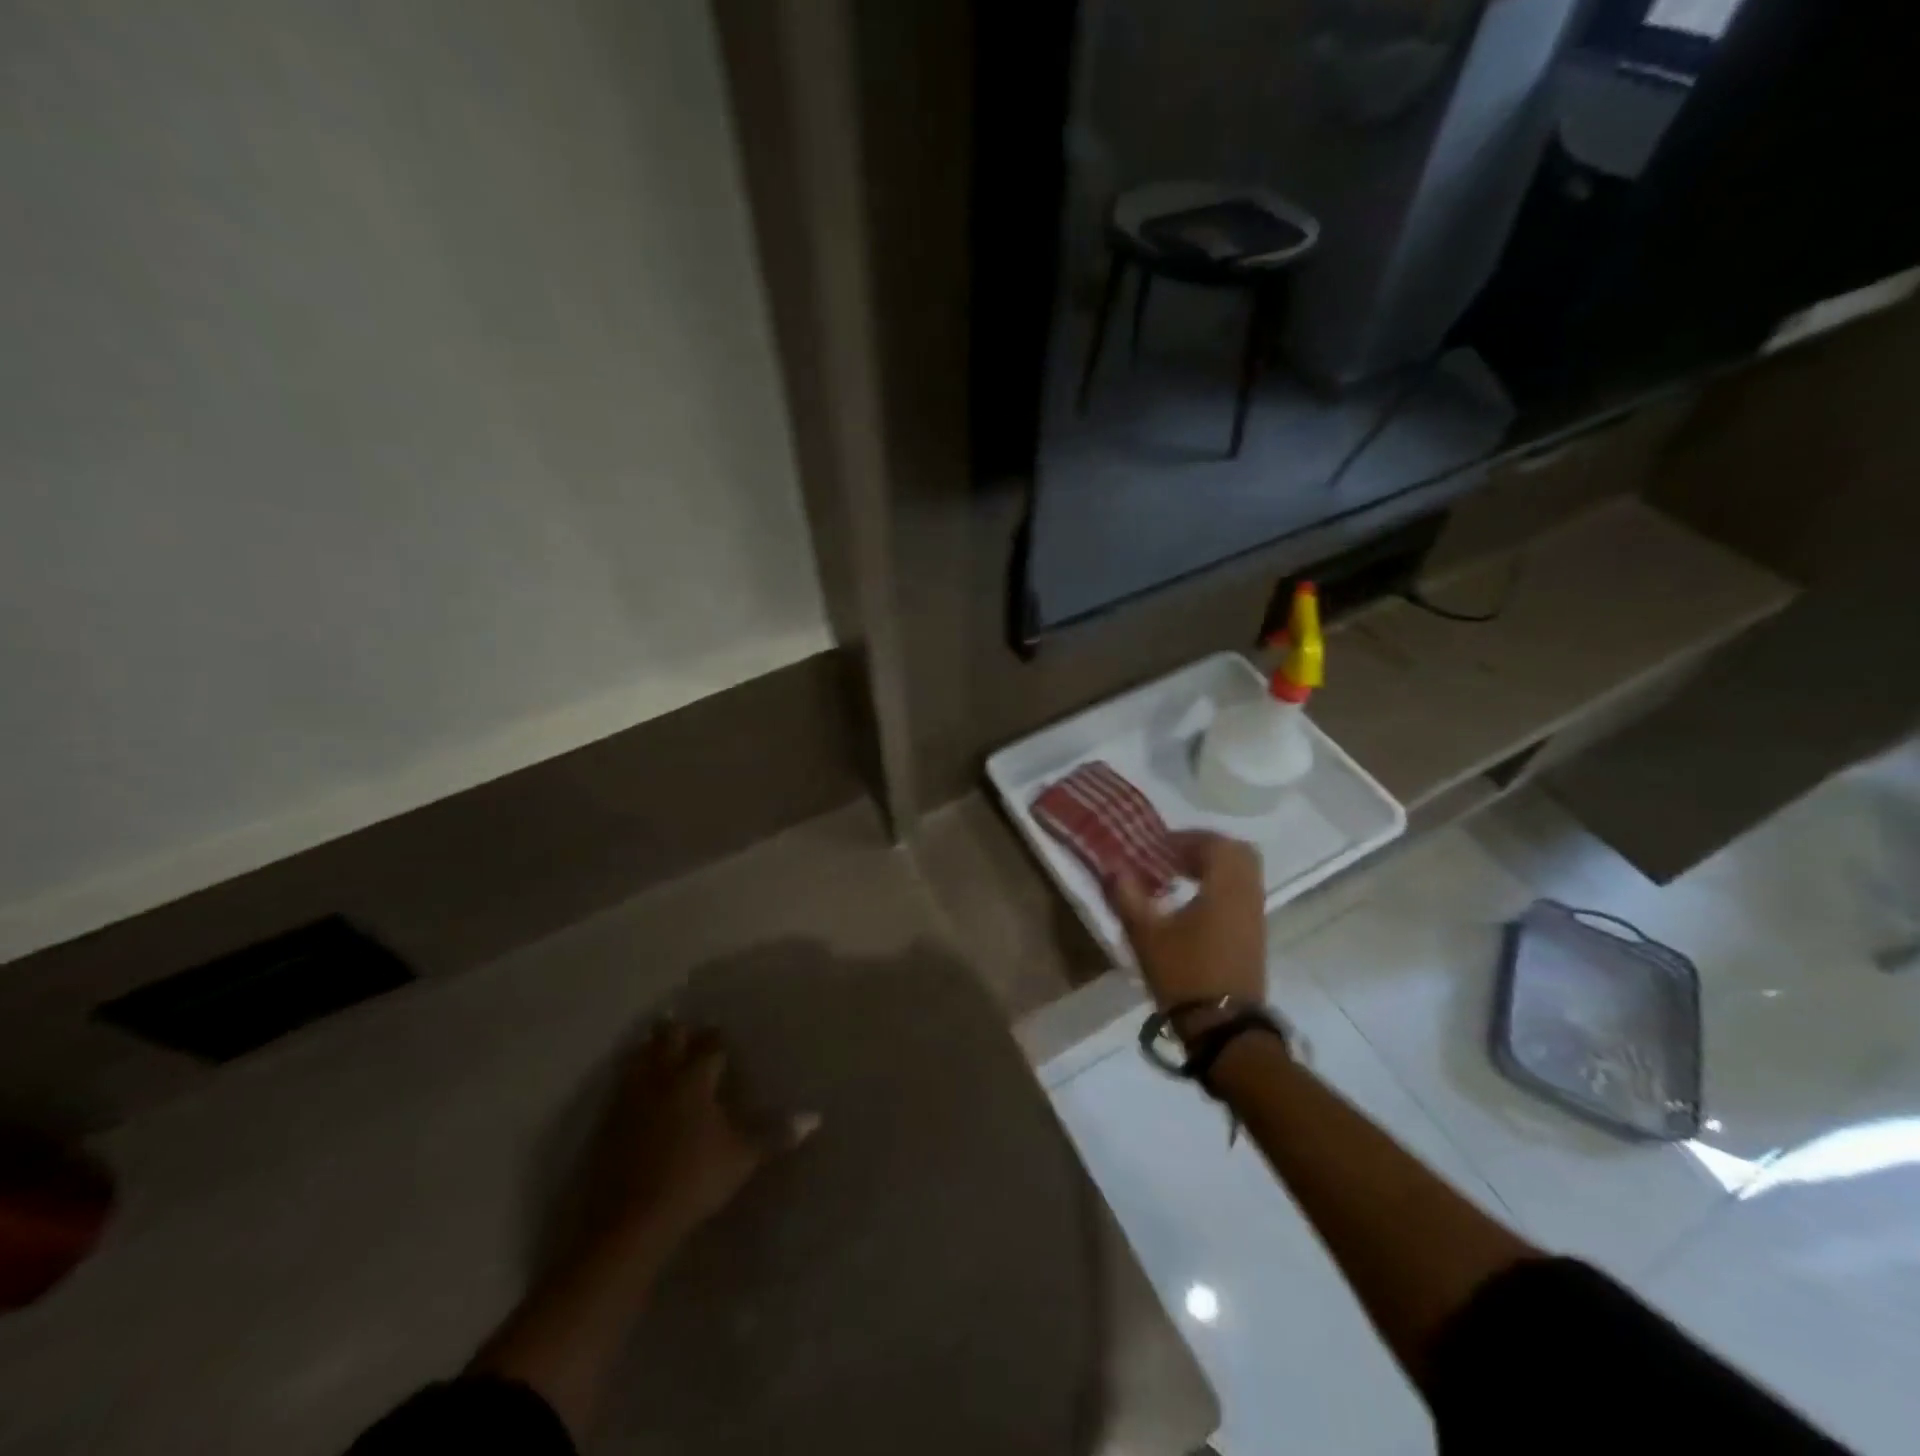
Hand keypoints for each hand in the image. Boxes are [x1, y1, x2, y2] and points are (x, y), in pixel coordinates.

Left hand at [584, 1020, 818, 1257]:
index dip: (716, 1037)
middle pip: (668, 1042)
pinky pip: (619, 1088)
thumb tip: (814, 1118)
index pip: (709, 1047)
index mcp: (695, 1080)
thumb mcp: (742, 1157)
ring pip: (637, 1060)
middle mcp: (662, 1080)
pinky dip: (627, 1078)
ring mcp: (630, 1101)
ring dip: (647, 1049)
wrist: (630, 1222)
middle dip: (677, 1030)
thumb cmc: (694, 1180)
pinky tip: (629, 1086)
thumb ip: (776, 1135)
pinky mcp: (607, 1126)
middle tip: (683, 1022)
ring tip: (651, 1041)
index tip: (721, 1030)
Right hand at [1107, 831, 1267, 1030]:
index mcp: (1225, 887)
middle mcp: (1247, 895)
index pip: (1213, 843)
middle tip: (1171, 857)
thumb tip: (1113, 866)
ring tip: (1177, 879)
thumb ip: (1128, 894)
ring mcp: (1255, 916)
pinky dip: (1220, 887)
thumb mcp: (1146, 933)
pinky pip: (1242, 893)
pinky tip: (1192, 905)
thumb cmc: (1184, 974)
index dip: (1184, 838)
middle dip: (1203, 848)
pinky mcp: (1255, 936)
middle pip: (1236, 853)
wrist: (1223, 1028)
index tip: (1156, 847)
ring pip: (1242, 874)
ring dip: (1213, 868)